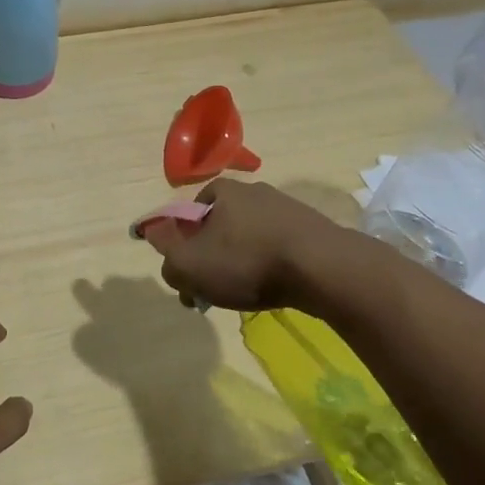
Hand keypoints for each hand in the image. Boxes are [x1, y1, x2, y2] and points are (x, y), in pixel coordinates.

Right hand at [139, 179, 339, 310]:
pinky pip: (279, 246)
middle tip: (214, 290)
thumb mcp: (190, 266)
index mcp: (222, 191)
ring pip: (250, 238)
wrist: (324, 268)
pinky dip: (271, 265)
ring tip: (246, 294)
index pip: (190, 212)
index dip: (183, 244)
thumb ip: (167, 258)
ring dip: (242, 263)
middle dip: (212, 257)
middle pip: (220, 227)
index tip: (189, 273)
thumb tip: (161, 249)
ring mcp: (287, 208)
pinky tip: (275, 287)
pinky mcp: (313, 228)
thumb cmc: (248, 262)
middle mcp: (254, 191)